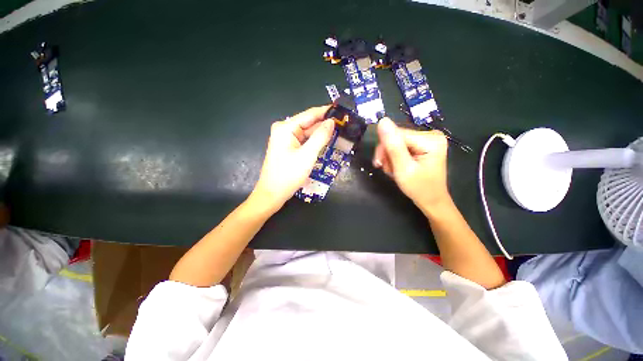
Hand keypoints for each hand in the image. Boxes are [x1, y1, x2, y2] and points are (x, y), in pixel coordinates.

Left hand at [250, 106, 334, 213]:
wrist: (273, 194)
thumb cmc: (288, 175)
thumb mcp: (307, 155)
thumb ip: (320, 137)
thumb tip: (331, 122)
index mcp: (286, 128)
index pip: (309, 114)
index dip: (326, 112)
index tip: (341, 110)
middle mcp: (284, 130)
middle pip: (308, 123)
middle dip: (325, 124)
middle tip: (344, 124)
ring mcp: (286, 140)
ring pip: (307, 133)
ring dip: (321, 134)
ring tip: (339, 132)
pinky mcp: (288, 148)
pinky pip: (304, 141)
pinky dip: (315, 142)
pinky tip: (326, 142)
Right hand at [372, 118, 449, 214]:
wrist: (431, 200)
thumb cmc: (419, 188)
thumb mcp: (403, 168)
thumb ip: (393, 146)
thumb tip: (382, 121)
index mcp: (430, 139)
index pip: (396, 134)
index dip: (384, 148)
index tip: (380, 164)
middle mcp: (430, 134)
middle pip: (396, 137)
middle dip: (387, 154)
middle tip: (386, 169)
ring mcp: (427, 139)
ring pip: (396, 142)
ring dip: (390, 157)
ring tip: (393, 170)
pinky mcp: (422, 145)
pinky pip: (401, 146)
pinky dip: (395, 157)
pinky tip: (397, 166)